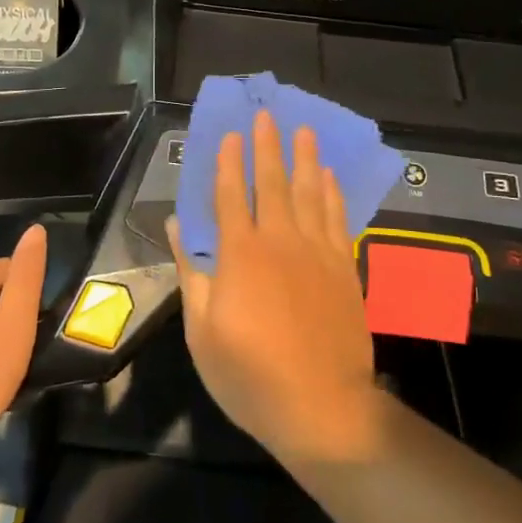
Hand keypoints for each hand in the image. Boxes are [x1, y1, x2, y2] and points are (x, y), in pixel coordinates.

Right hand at [169, 110, 382, 464]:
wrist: (322, 407)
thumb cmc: (250, 374)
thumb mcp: (202, 330)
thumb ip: (192, 272)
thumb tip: (177, 226)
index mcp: (240, 255)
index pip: (230, 195)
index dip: (228, 162)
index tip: (229, 134)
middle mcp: (280, 242)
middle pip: (271, 183)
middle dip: (267, 146)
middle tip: (266, 115)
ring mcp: (317, 253)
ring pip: (309, 193)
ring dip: (305, 159)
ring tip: (304, 130)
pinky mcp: (343, 269)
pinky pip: (337, 219)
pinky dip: (333, 194)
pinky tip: (330, 176)